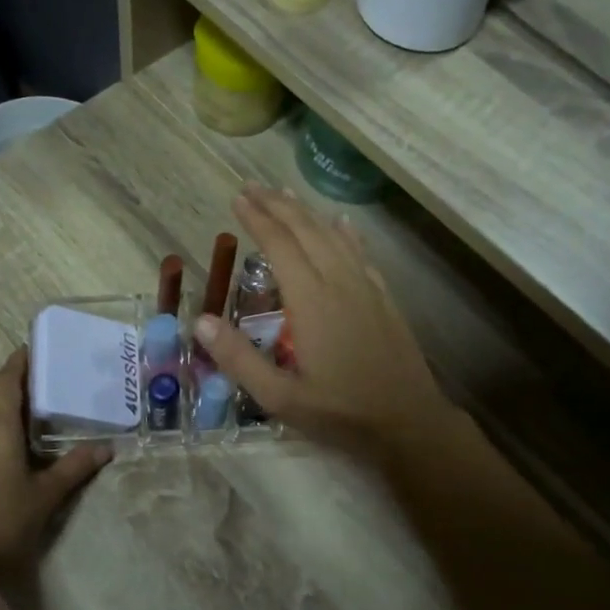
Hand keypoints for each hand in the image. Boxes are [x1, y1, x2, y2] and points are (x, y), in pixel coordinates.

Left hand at [0, 349, 110, 575]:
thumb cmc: (4, 520)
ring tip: (15, 428)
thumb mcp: (46, 494)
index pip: (4, 382)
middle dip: (1, 392)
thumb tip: (106, 448)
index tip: (29, 349)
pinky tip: (1, 456)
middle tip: (28, 399)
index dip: (16, 364)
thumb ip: (74, 467)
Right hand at [192, 187, 459, 456]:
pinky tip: (342, 223)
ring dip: (307, 212)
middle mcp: (339, 283)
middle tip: (252, 187)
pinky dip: (346, 233)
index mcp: (311, 301)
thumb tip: (200, 321)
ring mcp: (365, 288)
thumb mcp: (280, 397)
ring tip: (285, 194)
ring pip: (334, 236)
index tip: (237, 198)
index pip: (280, 246)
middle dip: (277, 205)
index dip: (257, 219)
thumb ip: (238, 359)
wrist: (409, 422)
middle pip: (306, 231)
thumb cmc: (341, 412)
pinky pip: (361, 253)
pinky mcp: (383, 298)